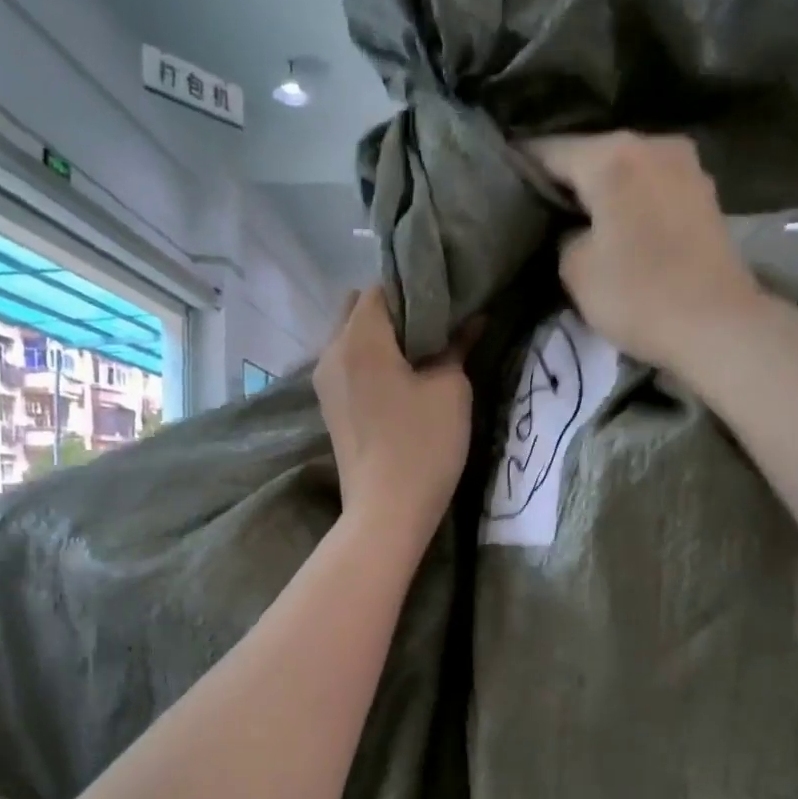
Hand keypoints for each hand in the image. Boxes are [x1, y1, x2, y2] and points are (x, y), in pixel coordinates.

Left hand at [315, 287, 472, 545]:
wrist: (386, 512)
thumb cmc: (423, 445)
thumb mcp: (451, 390)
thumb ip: (457, 346)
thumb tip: (472, 320)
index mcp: (359, 337)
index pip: (382, 287)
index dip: (415, 287)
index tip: (446, 300)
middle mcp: (331, 351)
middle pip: (359, 308)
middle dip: (395, 309)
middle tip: (435, 326)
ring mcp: (325, 382)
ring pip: (351, 338)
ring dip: (382, 337)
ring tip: (421, 352)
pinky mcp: (330, 407)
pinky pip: (348, 365)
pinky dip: (371, 361)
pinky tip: (401, 379)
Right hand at [527, 133, 763, 370]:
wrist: (717, 324)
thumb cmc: (639, 295)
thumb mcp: (576, 270)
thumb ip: (564, 236)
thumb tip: (576, 228)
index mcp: (612, 156)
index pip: (550, 150)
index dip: (522, 166)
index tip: (503, 181)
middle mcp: (652, 144)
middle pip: (593, 154)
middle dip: (566, 178)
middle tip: (538, 206)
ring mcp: (685, 166)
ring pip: (626, 170)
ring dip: (602, 190)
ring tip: (578, 217)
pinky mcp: (704, 193)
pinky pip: (651, 188)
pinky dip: (631, 201)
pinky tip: (619, 225)